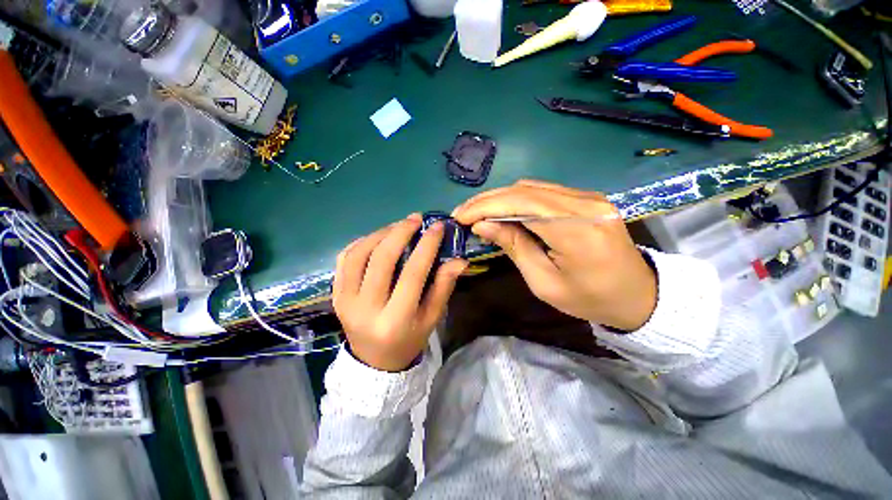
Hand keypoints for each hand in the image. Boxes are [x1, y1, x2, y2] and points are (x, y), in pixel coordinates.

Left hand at [333, 214, 467, 370]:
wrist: (374, 361)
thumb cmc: (409, 339)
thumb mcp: (432, 318)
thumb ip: (444, 287)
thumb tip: (459, 259)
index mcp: (395, 320)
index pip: (412, 274)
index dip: (426, 246)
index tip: (437, 227)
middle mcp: (365, 309)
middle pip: (381, 259)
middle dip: (400, 232)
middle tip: (416, 219)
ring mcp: (344, 300)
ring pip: (358, 254)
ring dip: (380, 234)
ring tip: (398, 226)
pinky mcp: (335, 294)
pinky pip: (344, 259)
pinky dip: (361, 242)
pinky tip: (378, 237)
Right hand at [452, 180, 656, 330]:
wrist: (638, 294)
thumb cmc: (589, 298)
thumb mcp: (544, 282)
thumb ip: (514, 246)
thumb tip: (482, 225)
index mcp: (576, 230)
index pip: (521, 204)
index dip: (486, 207)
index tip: (460, 217)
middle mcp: (584, 203)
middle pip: (524, 190)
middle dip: (488, 200)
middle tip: (463, 213)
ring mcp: (588, 197)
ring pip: (532, 188)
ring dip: (500, 198)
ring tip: (478, 213)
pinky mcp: (586, 198)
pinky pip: (543, 193)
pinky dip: (517, 200)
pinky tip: (503, 211)